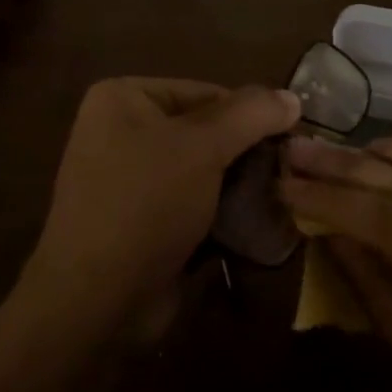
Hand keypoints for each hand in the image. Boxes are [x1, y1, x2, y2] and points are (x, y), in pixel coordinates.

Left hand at [24, 78, 299, 338]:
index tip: (294, 141)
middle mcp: (122, 132)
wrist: (97, 299)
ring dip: (240, 185)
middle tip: (290, 172)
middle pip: (205, 131)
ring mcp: (130, 179)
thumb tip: (292, 97)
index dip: (252, 115)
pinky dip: (222, 212)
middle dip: (247, 153)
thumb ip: (250, 115)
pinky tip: (257, 224)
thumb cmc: (146, 205)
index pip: (206, 92)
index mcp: (124, 99)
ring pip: (203, 171)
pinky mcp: (142, 220)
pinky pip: (192, 203)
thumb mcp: (202, 147)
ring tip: (280, 198)